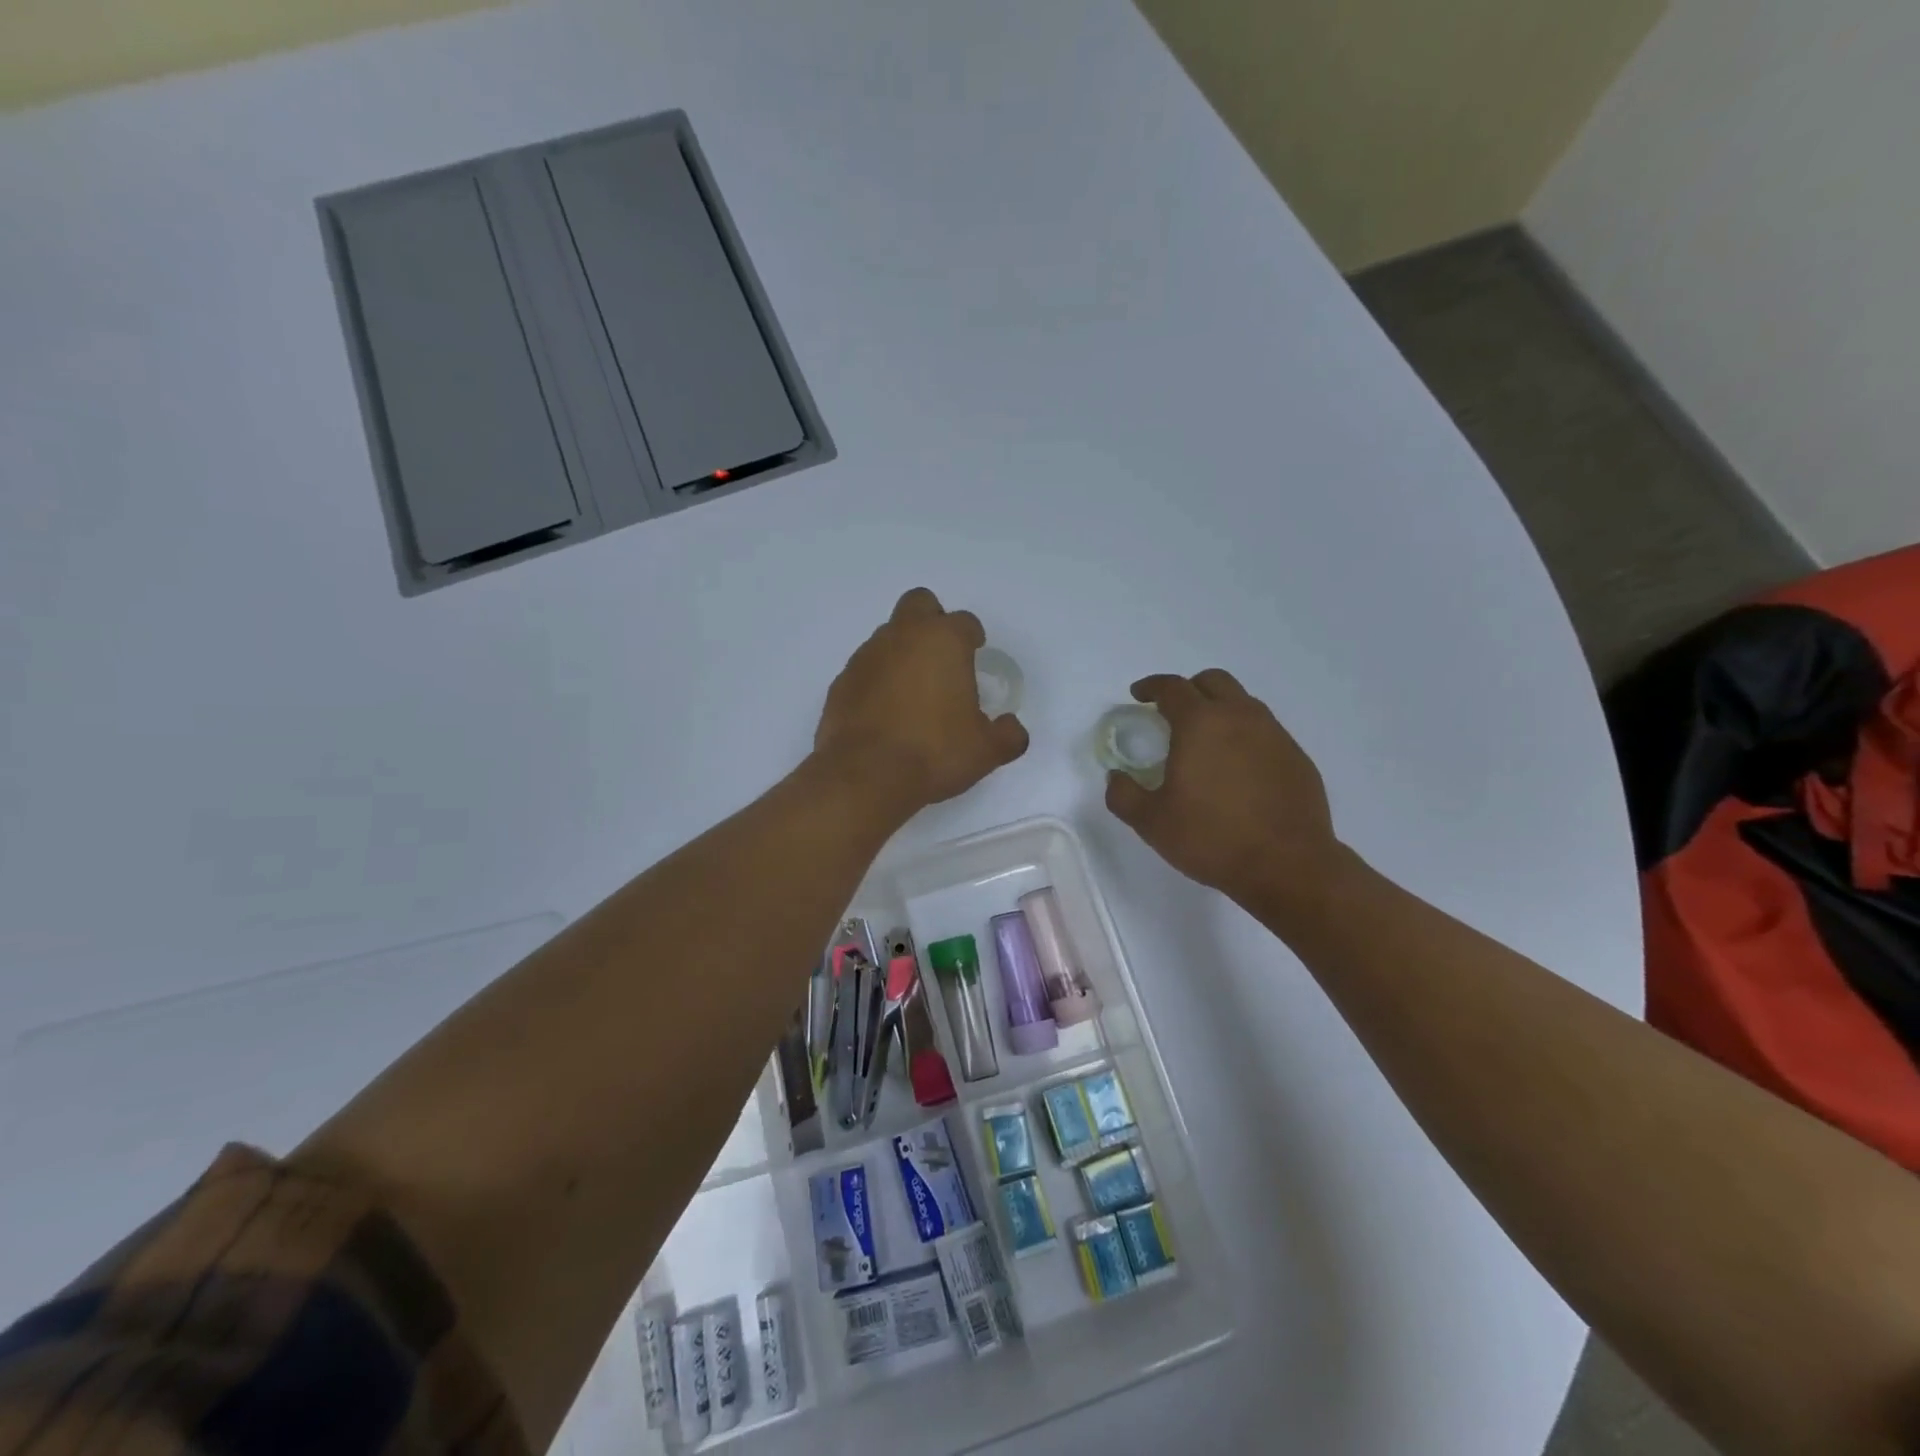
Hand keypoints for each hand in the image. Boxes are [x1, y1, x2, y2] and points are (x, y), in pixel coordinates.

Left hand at [815, 588, 1028, 813]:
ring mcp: (866, 657)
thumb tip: (1012, 729)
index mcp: (943, 641)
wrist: (866, 776)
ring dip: (902, 652)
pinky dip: (877, 680)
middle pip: (919, 604)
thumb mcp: (986, 750)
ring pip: (888, 636)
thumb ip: (1007, 734)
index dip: (972, 637)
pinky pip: (865, 669)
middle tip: (942, 657)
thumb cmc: (934, 752)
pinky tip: (885, 713)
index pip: (964, 622)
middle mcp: (902, 636)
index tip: (975, 654)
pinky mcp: (841, 682)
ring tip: (913, 693)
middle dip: (932, 621)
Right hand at [1105, 669, 1338, 906]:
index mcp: (1200, 724)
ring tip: (1206, 742)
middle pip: (1213, 681)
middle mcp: (1240, 717)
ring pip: (1243, 703)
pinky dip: (1245, 736)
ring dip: (1220, 710)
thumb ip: (1124, 795)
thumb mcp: (1151, 822)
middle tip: (1172, 714)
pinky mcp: (1297, 757)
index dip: (1151, 687)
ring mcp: (1274, 735)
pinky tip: (1237, 769)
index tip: (1139, 695)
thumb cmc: (1212, 838)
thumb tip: (1117, 778)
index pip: (1172, 687)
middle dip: (1189, 689)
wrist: (1288, 865)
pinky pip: (1265, 731)